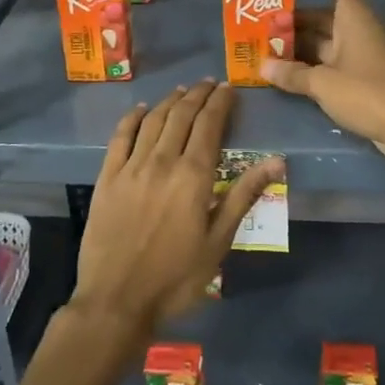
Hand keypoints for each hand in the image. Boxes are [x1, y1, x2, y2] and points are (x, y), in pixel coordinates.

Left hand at [72, 81, 280, 340]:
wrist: (117, 300)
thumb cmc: (176, 277)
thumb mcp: (218, 242)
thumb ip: (243, 196)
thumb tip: (277, 160)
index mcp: (193, 176)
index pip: (209, 125)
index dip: (220, 103)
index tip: (228, 88)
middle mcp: (162, 161)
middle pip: (181, 116)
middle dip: (197, 95)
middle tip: (208, 83)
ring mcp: (131, 167)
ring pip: (153, 121)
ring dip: (170, 101)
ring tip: (182, 91)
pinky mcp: (107, 177)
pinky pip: (120, 137)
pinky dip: (132, 118)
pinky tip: (141, 110)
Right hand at [261, 0, 384, 168]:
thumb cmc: (367, 93)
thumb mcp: (323, 83)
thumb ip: (293, 74)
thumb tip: (264, 66)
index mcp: (354, 20)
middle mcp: (359, 32)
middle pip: (326, 16)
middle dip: (297, 18)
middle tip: (267, 23)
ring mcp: (362, 56)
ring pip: (327, 41)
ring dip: (302, 43)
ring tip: (271, 47)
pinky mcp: (364, 79)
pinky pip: (333, 62)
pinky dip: (312, 64)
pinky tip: (290, 73)